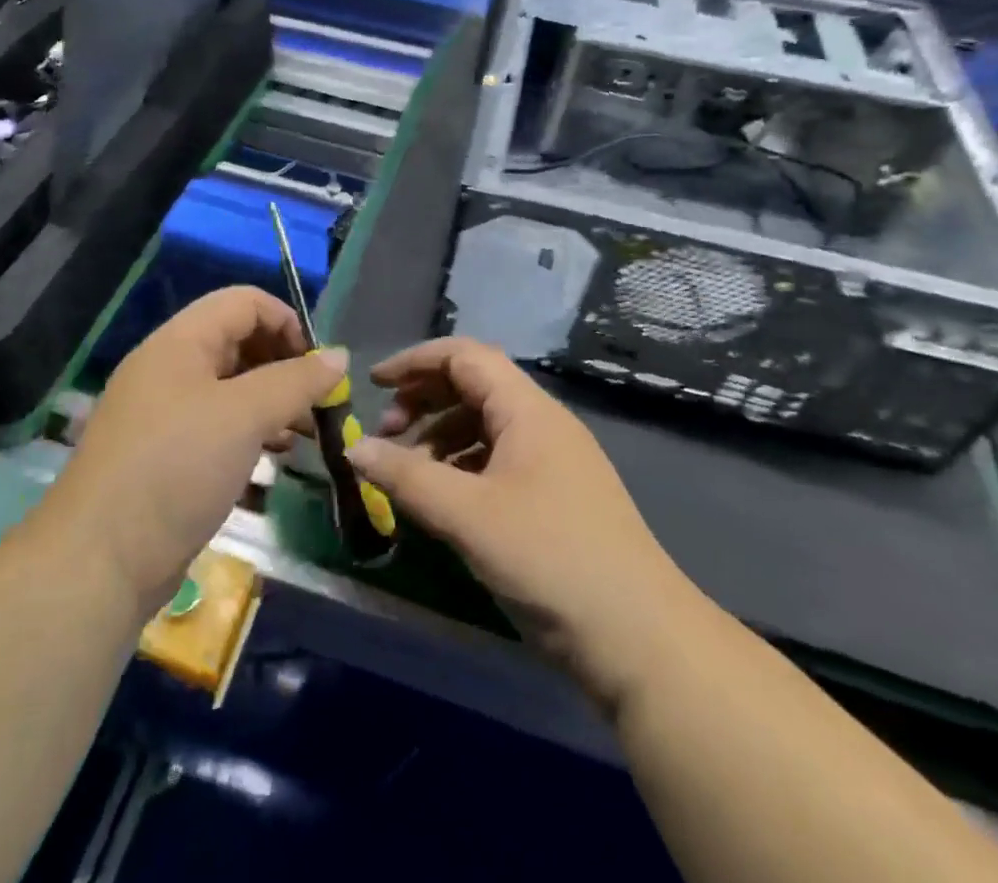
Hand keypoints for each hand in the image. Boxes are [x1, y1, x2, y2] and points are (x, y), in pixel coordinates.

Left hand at [47, 286, 348, 613]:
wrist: (97, 561)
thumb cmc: (175, 469)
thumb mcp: (244, 416)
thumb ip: (296, 381)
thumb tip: (339, 356)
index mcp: (180, 341)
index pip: (244, 302)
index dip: (287, 322)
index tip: (319, 366)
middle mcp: (170, 367)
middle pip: (239, 341)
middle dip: (285, 365)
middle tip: (319, 403)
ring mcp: (164, 412)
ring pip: (231, 386)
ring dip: (273, 400)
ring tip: (307, 433)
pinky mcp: (165, 453)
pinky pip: (218, 423)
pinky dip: (252, 429)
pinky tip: (276, 456)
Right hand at [345, 337, 689, 712]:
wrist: (641, 641)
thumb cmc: (551, 559)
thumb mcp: (468, 516)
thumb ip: (407, 478)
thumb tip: (356, 451)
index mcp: (528, 410)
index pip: (465, 356)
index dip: (415, 362)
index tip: (373, 385)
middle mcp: (542, 424)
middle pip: (474, 387)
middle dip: (424, 401)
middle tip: (386, 435)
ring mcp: (553, 462)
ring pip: (485, 427)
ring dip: (440, 438)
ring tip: (408, 473)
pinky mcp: (556, 500)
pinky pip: (498, 463)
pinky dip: (462, 469)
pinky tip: (443, 500)